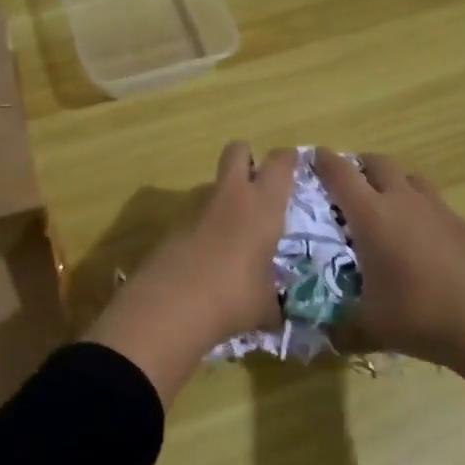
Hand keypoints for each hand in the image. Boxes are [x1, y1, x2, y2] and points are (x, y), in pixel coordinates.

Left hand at [85, 143, 294, 402]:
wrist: (170, 305)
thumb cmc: (233, 297)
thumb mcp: (265, 305)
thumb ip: (273, 301)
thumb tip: (274, 313)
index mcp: (263, 205)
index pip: (280, 163)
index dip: (288, 160)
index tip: (294, 166)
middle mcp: (231, 196)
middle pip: (237, 151)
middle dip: (247, 158)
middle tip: (257, 183)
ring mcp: (196, 207)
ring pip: (213, 184)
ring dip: (224, 197)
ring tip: (234, 232)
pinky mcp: (172, 225)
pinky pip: (195, 215)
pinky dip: (204, 227)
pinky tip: (208, 257)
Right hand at [313, 149, 464, 370]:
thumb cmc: (420, 316)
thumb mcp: (370, 328)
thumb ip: (341, 330)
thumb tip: (325, 337)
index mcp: (371, 215)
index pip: (339, 172)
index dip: (322, 160)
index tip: (311, 159)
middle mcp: (402, 200)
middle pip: (376, 162)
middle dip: (358, 166)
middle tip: (347, 186)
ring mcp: (436, 208)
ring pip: (408, 176)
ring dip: (391, 182)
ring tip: (383, 208)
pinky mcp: (461, 223)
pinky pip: (431, 201)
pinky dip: (417, 207)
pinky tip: (418, 239)